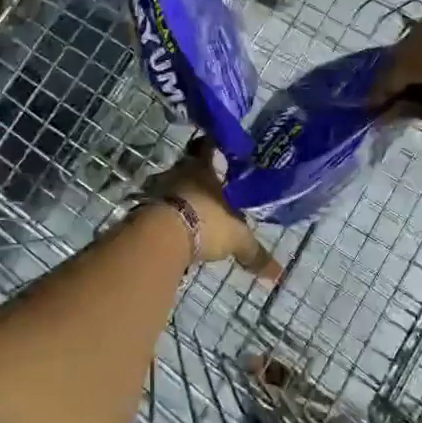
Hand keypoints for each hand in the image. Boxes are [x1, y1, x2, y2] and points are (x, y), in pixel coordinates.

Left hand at [144, 139, 281, 279]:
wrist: (160, 237)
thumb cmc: (205, 223)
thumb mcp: (236, 239)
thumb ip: (254, 253)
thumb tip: (278, 274)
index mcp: (204, 169)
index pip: (208, 148)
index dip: (213, 148)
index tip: (219, 151)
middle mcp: (179, 172)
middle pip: (188, 168)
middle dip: (198, 177)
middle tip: (211, 188)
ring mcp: (158, 189)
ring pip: (172, 187)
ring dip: (181, 198)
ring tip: (194, 213)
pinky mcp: (143, 209)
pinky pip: (159, 208)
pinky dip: (167, 216)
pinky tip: (176, 229)